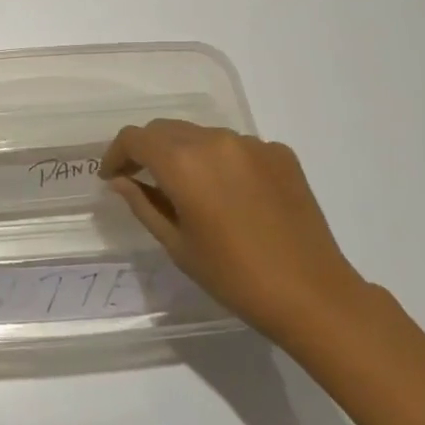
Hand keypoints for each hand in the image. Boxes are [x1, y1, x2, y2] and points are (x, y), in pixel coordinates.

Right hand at [101, 120, 368, 346]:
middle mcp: (215, 140)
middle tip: (142, 181)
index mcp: (183, 162)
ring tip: (190, 192)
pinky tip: (232, 197)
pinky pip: (237, 147)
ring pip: (202, 135)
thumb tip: (121, 181)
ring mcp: (252, 143)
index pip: (135, 138)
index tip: (112, 177)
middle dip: (148, 151)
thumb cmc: (234, 277)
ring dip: (186, 154)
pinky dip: (222, 163)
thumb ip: (144, 204)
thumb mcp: (177, 245)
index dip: (117, 154)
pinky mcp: (280, 153)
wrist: (312, 294)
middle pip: (167, 130)